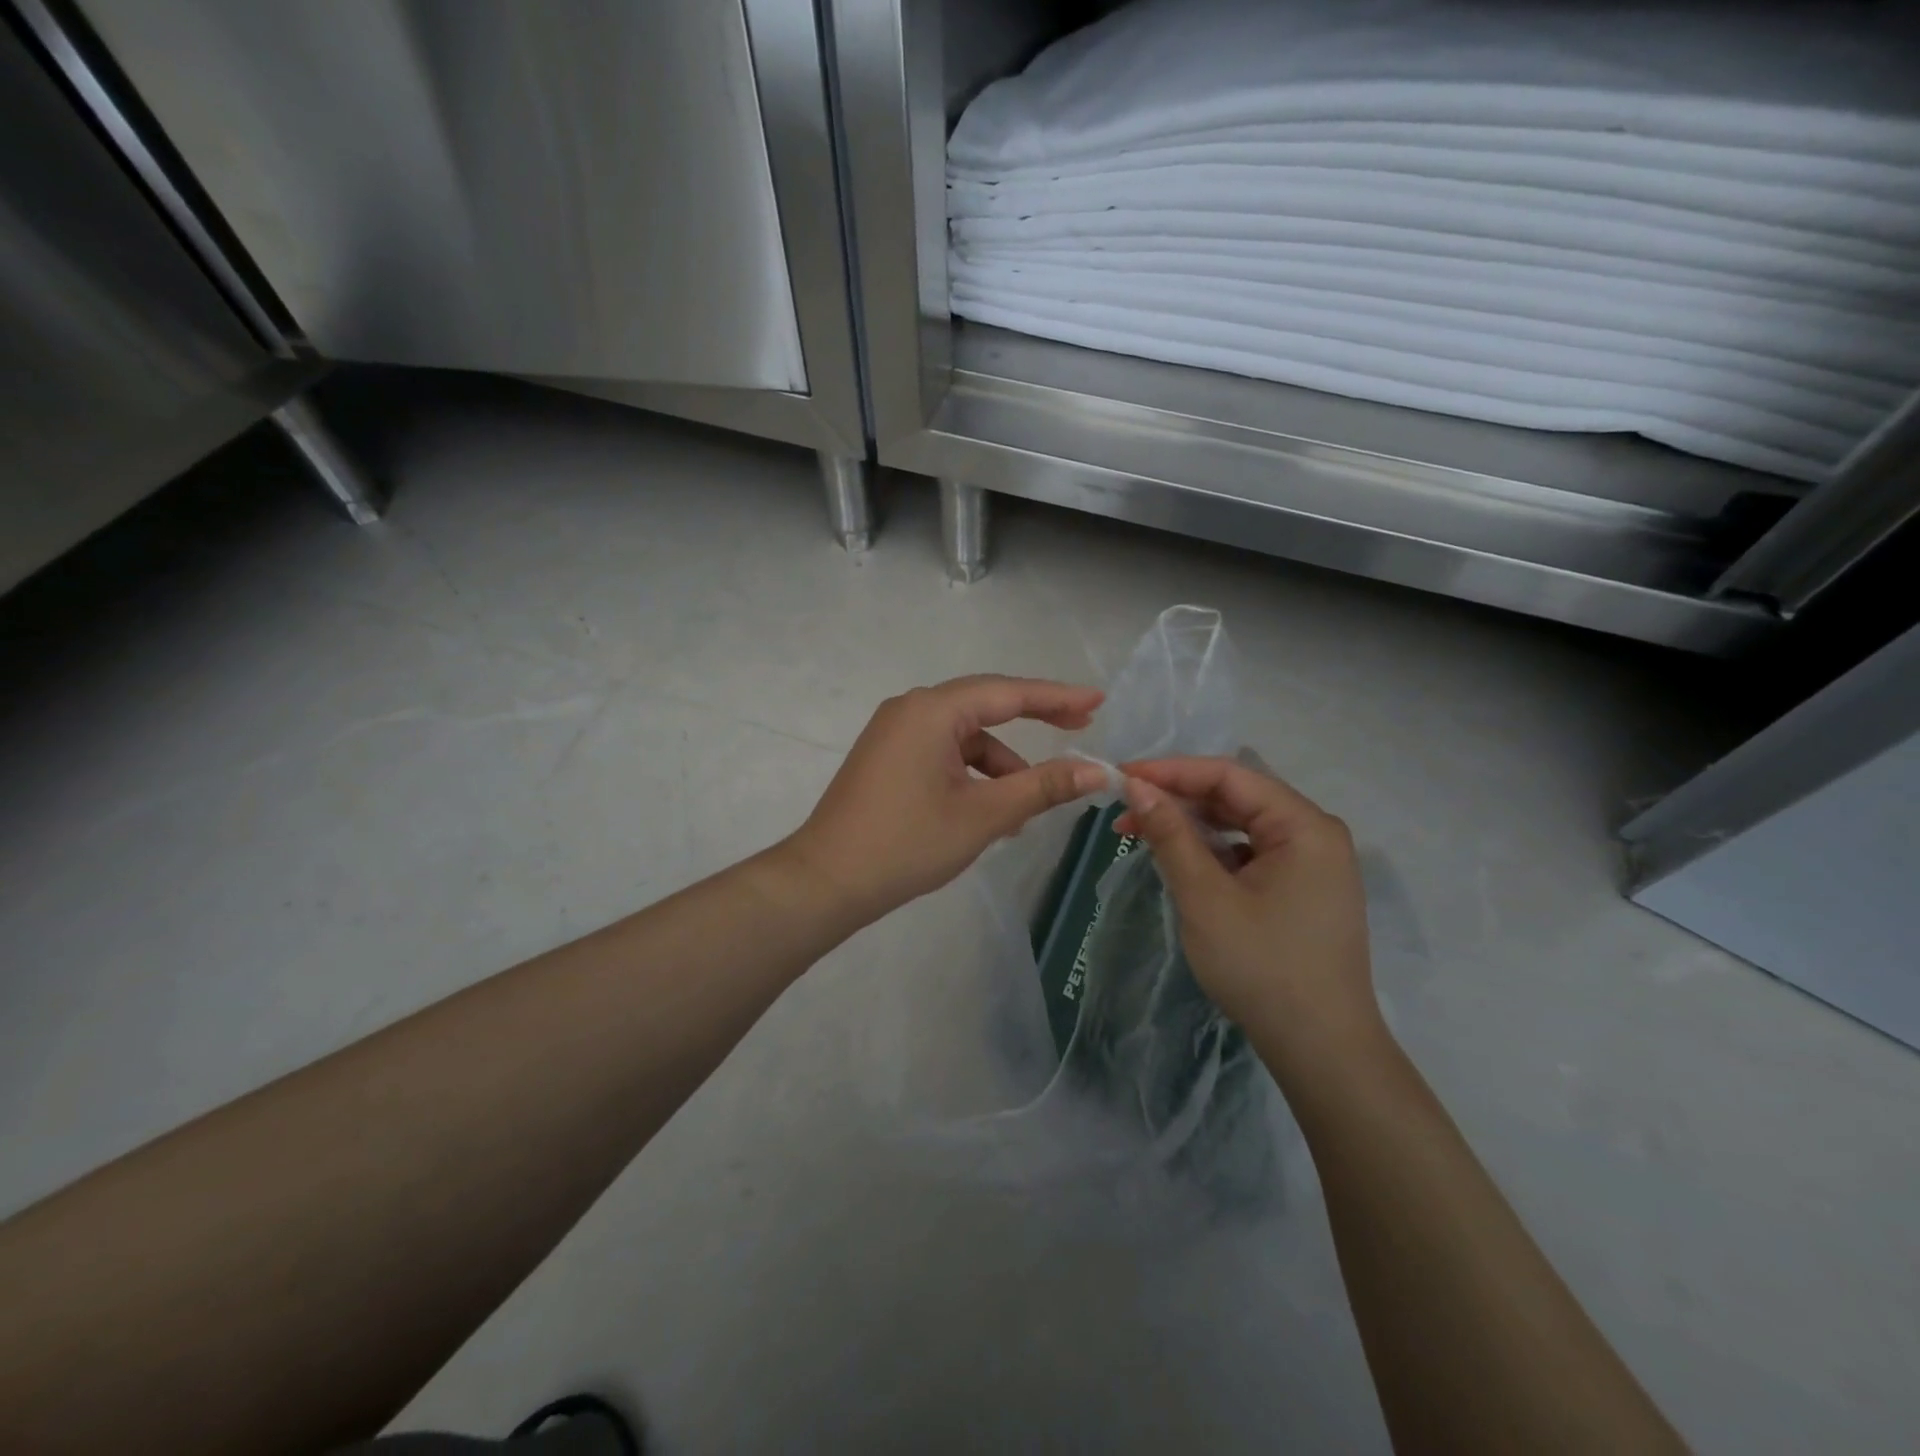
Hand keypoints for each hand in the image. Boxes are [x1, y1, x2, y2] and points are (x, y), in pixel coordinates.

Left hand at [784, 676, 1108, 923]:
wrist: (826, 881)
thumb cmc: (907, 843)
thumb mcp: (984, 815)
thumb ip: (1042, 787)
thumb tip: (1097, 770)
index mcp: (932, 710)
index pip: (1008, 692)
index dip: (1057, 697)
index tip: (1099, 701)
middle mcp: (911, 709)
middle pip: (985, 706)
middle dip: (1034, 720)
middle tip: (1081, 727)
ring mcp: (895, 733)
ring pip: (964, 737)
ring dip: (999, 766)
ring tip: (1024, 812)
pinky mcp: (887, 757)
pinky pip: (943, 754)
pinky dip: (971, 775)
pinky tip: (989, 813)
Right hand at [1116, 757, 1381, 1072]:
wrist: (1321, 1049)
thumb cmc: (1262, 967)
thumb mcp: (1205, 897)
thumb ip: (1171, 835)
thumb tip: (1137, 786)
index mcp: (1304, 825)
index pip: (1228, 776)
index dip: (1170, 771)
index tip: (1120, 776)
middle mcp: (1314, 834)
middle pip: (1236, 797)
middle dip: (1177, 798)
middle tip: (1123, 809)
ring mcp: (1311, 863)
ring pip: (1240, 825)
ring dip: (1191, 825)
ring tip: (1140, 833)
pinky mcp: (1301, 889)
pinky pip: (1249, 852)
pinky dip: (1211, 851)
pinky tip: (1180, 860)